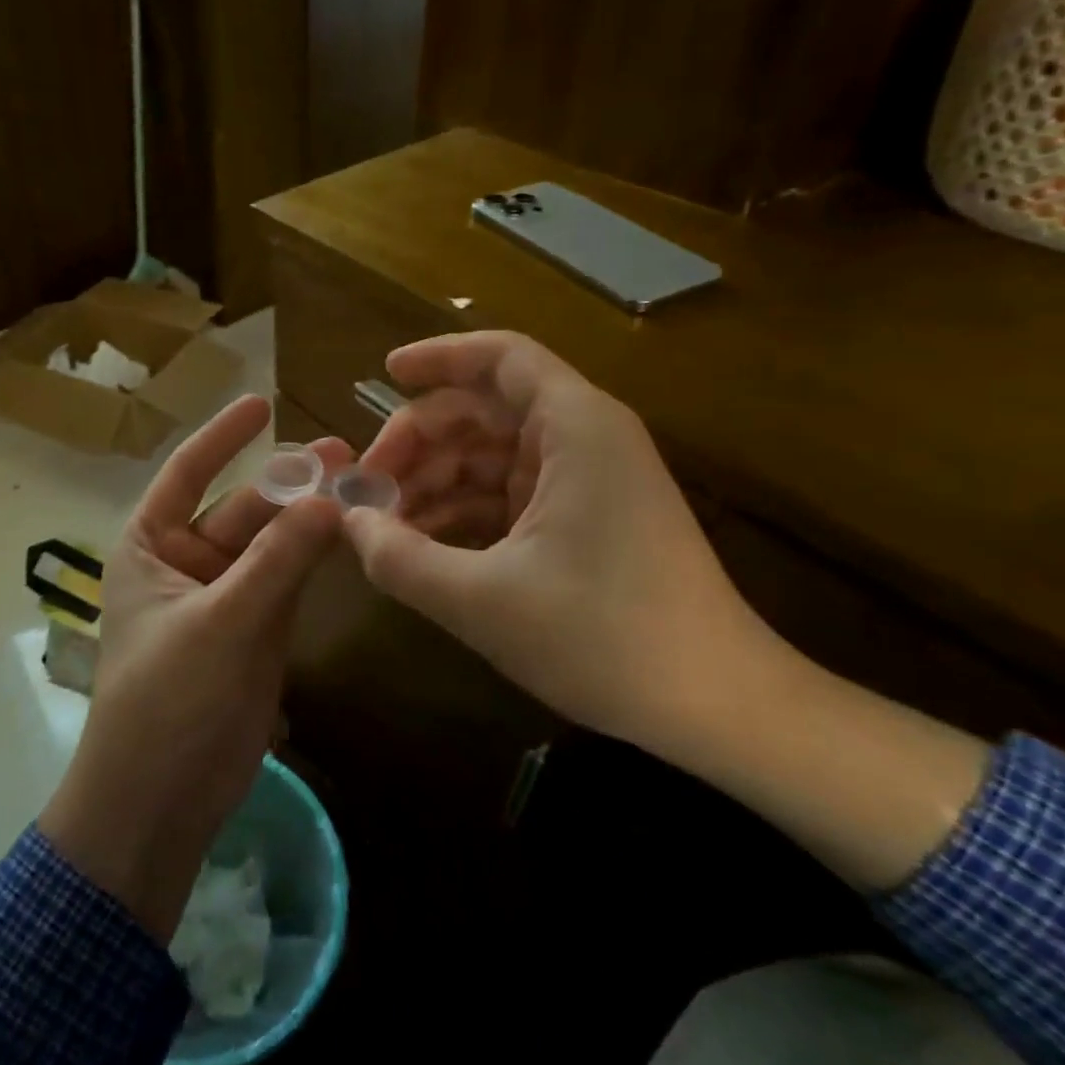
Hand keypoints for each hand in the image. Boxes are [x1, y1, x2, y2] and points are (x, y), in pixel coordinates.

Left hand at [40, 395, 347, 939]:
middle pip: (242, 507)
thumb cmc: (167, 701)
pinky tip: (351, 533)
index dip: (223, 436)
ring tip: (359, 483)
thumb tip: (330, 500)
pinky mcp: (256, 630)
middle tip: (342, 453)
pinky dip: (316, 558)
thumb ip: (277, 561)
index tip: (262, 402)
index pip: (187, 472)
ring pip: (272, 543)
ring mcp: (225, 595)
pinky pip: (289, 579)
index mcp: (150, 545)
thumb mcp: (220, 623)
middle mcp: (185, 560)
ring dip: (309, 517)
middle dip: (288, 482)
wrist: (160, 803)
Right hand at [347, 332, 785, 757]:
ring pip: (492, 455)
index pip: (500, 358)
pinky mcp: (587, 520)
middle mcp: (585, 439)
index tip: (383, 375)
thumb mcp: (481, 600)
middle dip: (420, 440)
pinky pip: (509, 495)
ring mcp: (588, 481)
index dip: (438, 357)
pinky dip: (464, 511)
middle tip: (366, 485)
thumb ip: (400, 559)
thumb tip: (348, 525)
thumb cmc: (604, 637)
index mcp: (575, 428)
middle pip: (485, 409)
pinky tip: (423, 546)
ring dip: (435, 481)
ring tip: (384, 525)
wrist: (716, 707)